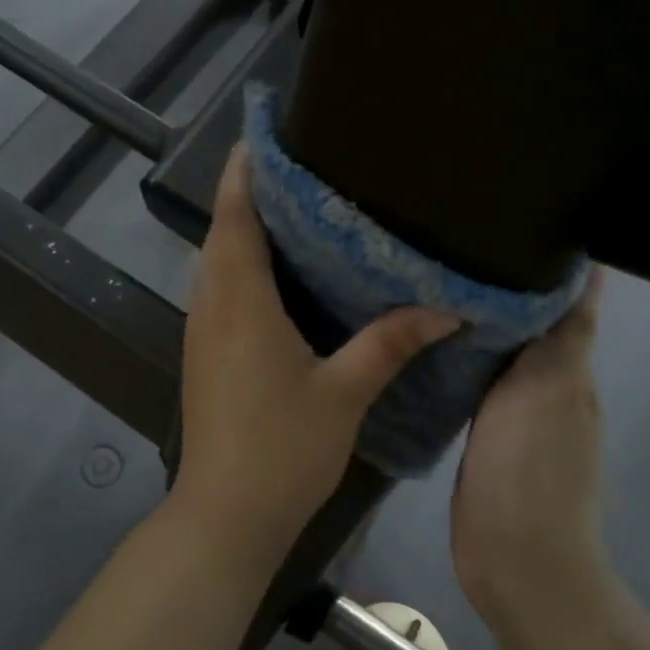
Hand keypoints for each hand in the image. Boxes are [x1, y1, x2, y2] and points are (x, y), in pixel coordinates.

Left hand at [172, 146, 458, 568]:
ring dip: (248, 230)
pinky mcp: (206, 354)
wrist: (227, 514)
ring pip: (220, 262)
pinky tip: (287, 275)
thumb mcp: (345, 391)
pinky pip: (223, 291)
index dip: (246, 171)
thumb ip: (391, 342)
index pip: (235, 216)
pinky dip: (247, 267)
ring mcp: (203, 331)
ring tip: (301, 208)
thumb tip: (446, 307)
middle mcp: (212, 305)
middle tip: (305, 166)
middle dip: (254, 193)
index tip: (268, 135)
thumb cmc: (282, 448)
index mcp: (240, 300)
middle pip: (225, 231)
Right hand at [450, 276, 608, 631]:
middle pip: (529, 326)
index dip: (546, 267)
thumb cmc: (529, 469)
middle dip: (504, 290)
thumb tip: (585, 272)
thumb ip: (562, 333)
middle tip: (457, 248)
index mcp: (569, 370)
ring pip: (501, 356)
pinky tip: (431, 349)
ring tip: (436, 289)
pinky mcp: (487, 440)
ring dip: (479, 328)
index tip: (510, 223)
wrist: (516, 560)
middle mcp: (549, 388)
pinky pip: (476, 387)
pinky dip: (462, 363)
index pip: (564, 305)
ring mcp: (518, 417)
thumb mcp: (548, 387)